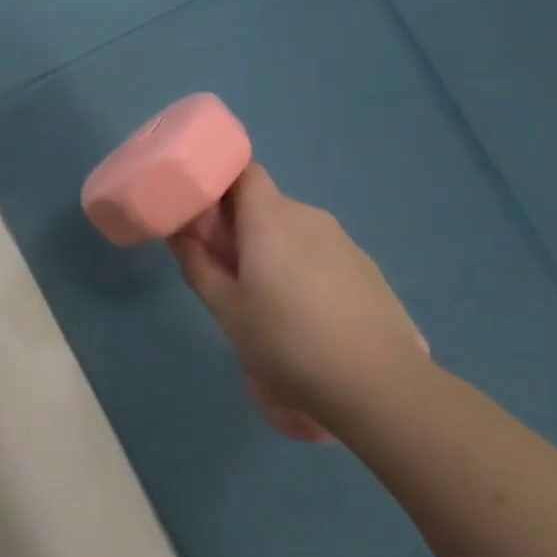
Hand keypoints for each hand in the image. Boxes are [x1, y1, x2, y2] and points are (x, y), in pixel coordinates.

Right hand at [169, 164, 430, 435]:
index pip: (243, 171)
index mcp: (269, 217)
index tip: (200, 212)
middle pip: (265, 203)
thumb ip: (196, 263)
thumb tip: (178, 232)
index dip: (219, 183)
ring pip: (294, 229)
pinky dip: (302, 265)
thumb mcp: (225, 308)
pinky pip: (321, 251)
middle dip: (239, 224)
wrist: (378, 385)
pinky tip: (303, 311)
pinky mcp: (367, 268)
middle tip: (221, 263)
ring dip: (271, 247)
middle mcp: (308, 216)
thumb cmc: (286, 340)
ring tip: (262, 294)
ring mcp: (343, 241)